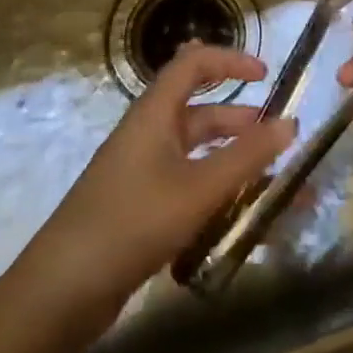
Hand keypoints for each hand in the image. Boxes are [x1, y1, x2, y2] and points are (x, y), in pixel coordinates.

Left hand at [15, 43, 296, 342]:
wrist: (62, 291)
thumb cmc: (132, 222)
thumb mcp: (198, 188)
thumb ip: (247, 157)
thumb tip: (291, 123)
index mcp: (154, 114)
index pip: (192, 64)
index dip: (230, 61)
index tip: (266, 75)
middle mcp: (147, 135)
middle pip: (199, 112)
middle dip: (241, 120)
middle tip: (279, 139)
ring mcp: (141, 173)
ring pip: (196, 154)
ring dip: (233, 162)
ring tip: (273, 181)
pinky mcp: (140, 208)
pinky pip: (188, 187)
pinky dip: (217, 193)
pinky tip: (242, 218)